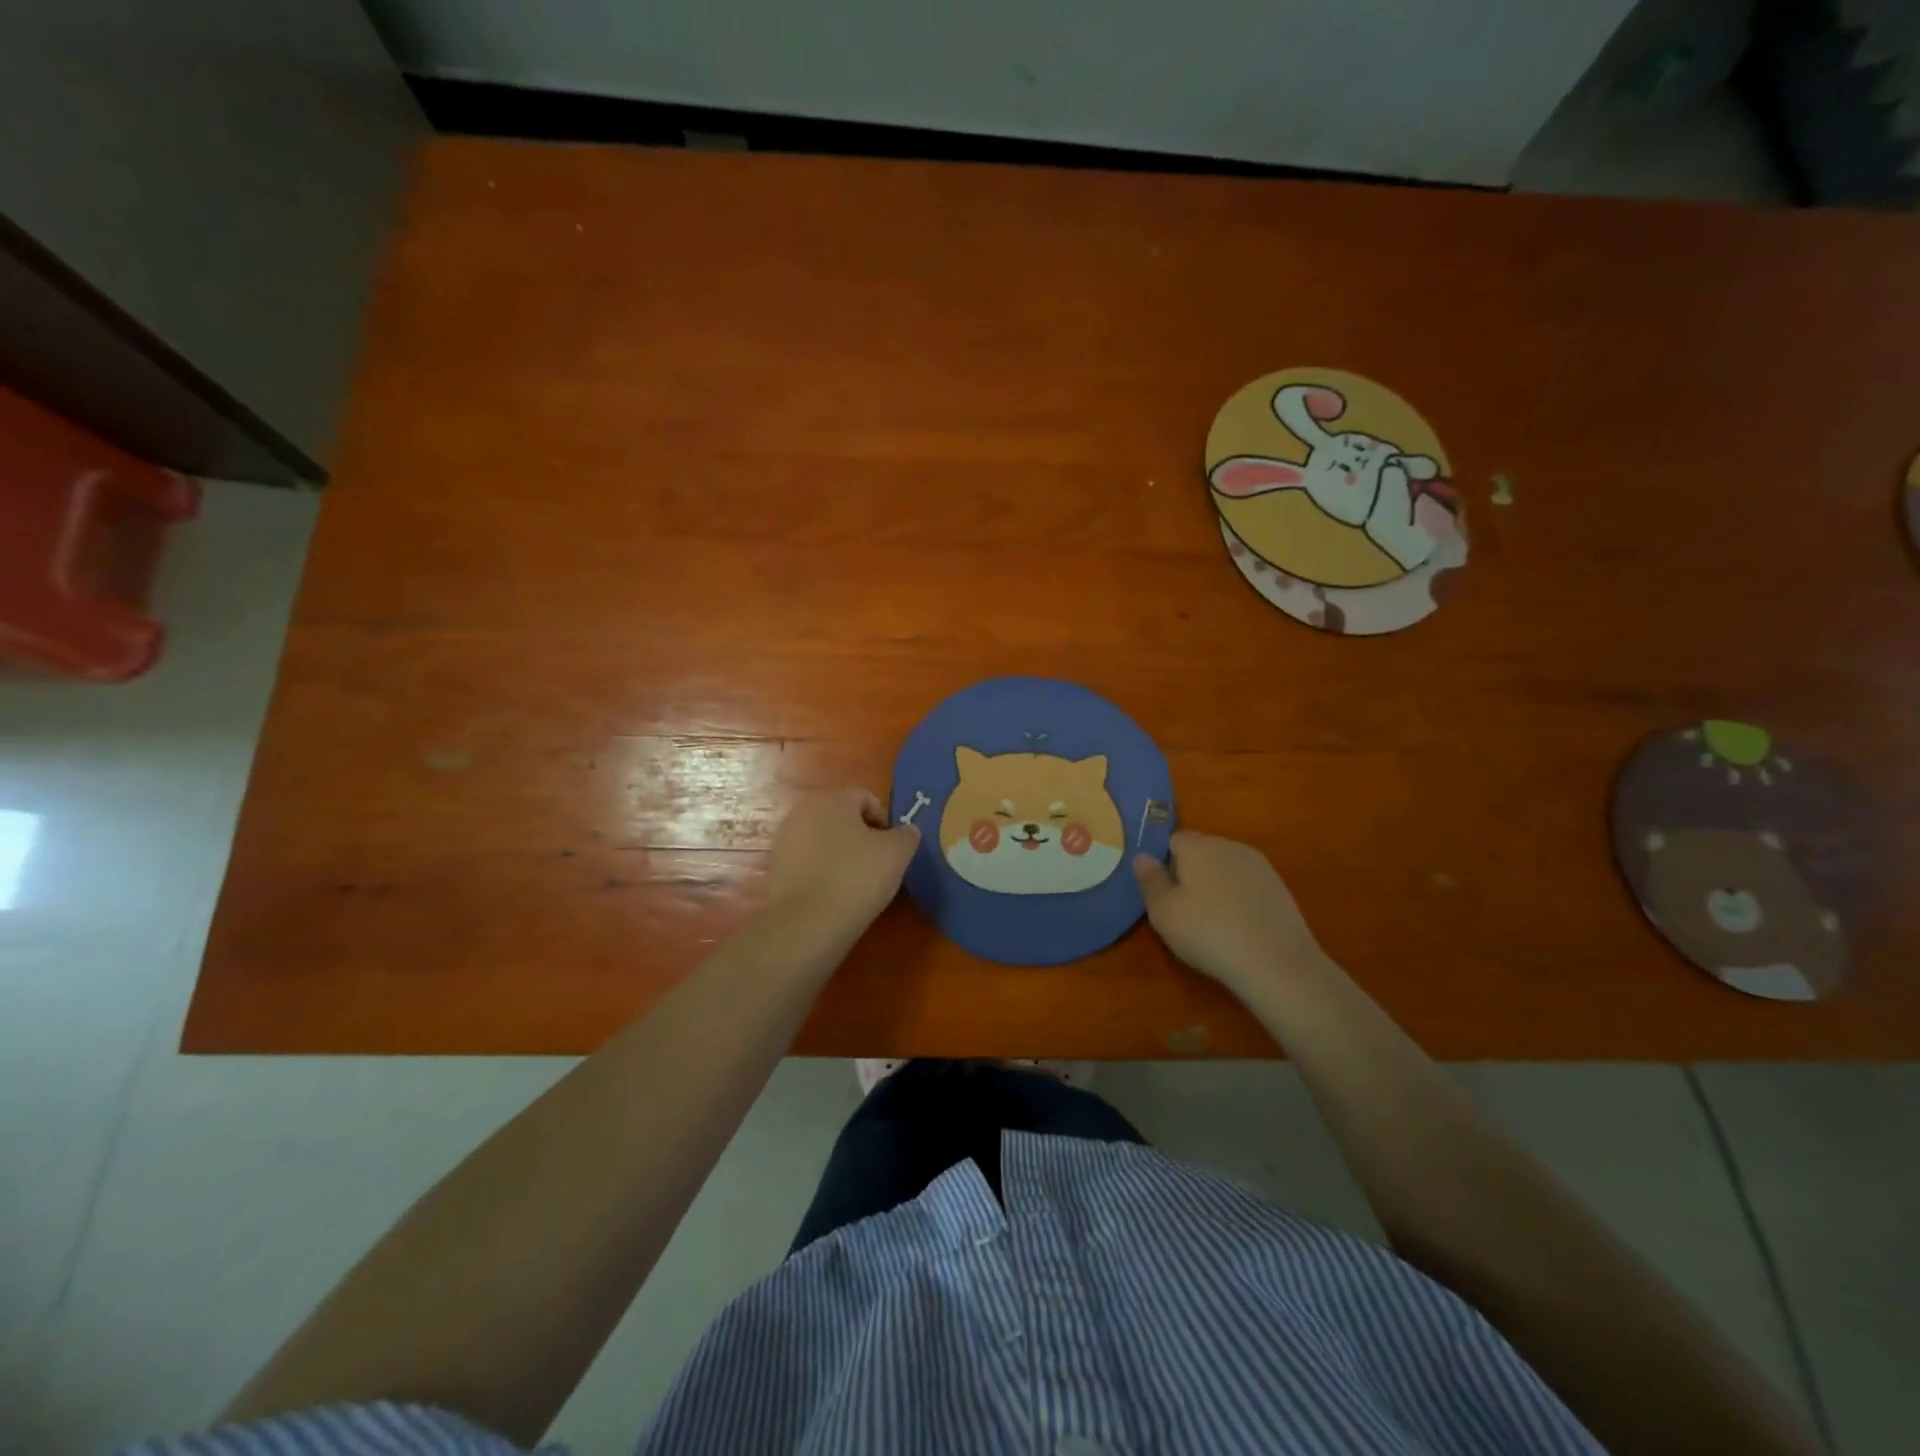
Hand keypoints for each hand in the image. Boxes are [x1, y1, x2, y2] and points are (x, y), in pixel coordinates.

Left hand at [767, 786, 919, 934]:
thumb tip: (906, 831)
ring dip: (840, 853)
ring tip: (856, 882)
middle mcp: (804, 810)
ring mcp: (785, 839)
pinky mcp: (776, 867)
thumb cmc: (857, 877)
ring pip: (824, 839)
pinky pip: (808, 861)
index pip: (866, 797)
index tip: (892, 848)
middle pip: (842, 817)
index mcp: (833, 798)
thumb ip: (907, 835)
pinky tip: (833, 894)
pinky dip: (822, 871)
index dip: (884, 821)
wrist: (807, 923)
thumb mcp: (897, 853)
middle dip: (861, 836)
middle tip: (877, 864)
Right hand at [1134, 830, 1329, 993]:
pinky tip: (1240, 925)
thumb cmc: (1208, 933)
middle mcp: (1228, 845)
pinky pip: (1248, 882)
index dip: (1165, 863)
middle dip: (1191, 870)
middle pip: (1201, 849)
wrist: (1275, 962)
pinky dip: (1239, 896)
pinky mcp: (1279, 886)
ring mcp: (1258, 864)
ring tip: (1214, 919)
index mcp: (1197, 846)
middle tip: (1185, 908)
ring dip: (1217, 883)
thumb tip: (1141, 856)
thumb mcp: (1163, 913)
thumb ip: (1149, 880)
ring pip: (1226, 865)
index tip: (1165, 892)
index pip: (1173, 840)